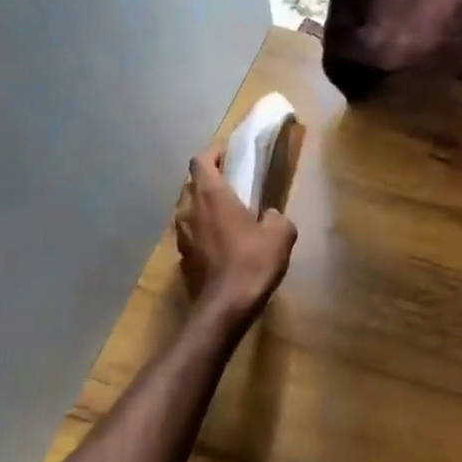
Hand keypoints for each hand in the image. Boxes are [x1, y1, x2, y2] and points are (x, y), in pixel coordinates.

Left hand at [176, 149, 296, 322]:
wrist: (225, 308)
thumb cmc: (252, 262)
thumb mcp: (280, 233)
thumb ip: (276, 216)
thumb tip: (269, 216)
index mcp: (211, 195)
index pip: (201, 161)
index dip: (214, 154)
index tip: (230, 155)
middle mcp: (189, 210)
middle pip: (192, 183)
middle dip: (208, 179)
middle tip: (231, 182)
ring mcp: (181, 235)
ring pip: (188, 208)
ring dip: (203, 205)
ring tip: (226, 212)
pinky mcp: (182, 257)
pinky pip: (190, 232)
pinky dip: (202, 229)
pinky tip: (221, 241)